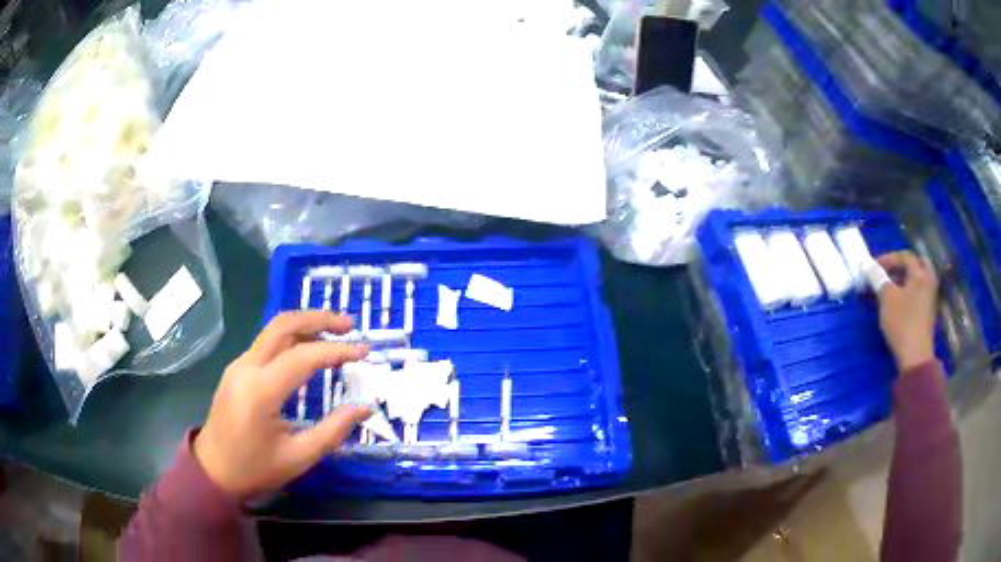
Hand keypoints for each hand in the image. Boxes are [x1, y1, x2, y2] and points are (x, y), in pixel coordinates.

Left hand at [193, 311, 371, 500]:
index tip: (364, 351)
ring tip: (335, 331)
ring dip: (305, 324)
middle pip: (283, 325)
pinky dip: (292, 338)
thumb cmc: (255, 469)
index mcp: (261, 391)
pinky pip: (267, 343)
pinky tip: (308, 349)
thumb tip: (365, 408)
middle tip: (349, 325)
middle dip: (318, 318)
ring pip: (273, 330)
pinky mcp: (237, 369)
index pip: (303, 357)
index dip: (337, 351)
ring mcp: (239, 365)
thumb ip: (333, 431)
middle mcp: (247, 367)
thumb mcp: (298, 457)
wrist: (213, 470)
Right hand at [874, 251, 938, 372]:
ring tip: (888, 289)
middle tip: (886, 272)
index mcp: (920, 273)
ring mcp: (930, 298)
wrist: (915, 357)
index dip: (887, 258)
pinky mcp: (927, 313)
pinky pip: (917, 293)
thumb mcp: (886, 298)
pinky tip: (896, 301)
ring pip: (917, 280)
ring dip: (903, 280)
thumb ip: (877, 278)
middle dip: (900, 266)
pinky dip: (907, 292)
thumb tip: (866, 264)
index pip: (904, 256)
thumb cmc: (902, 322)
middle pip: (915, 265)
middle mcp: (928, 281)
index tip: (873, 267)